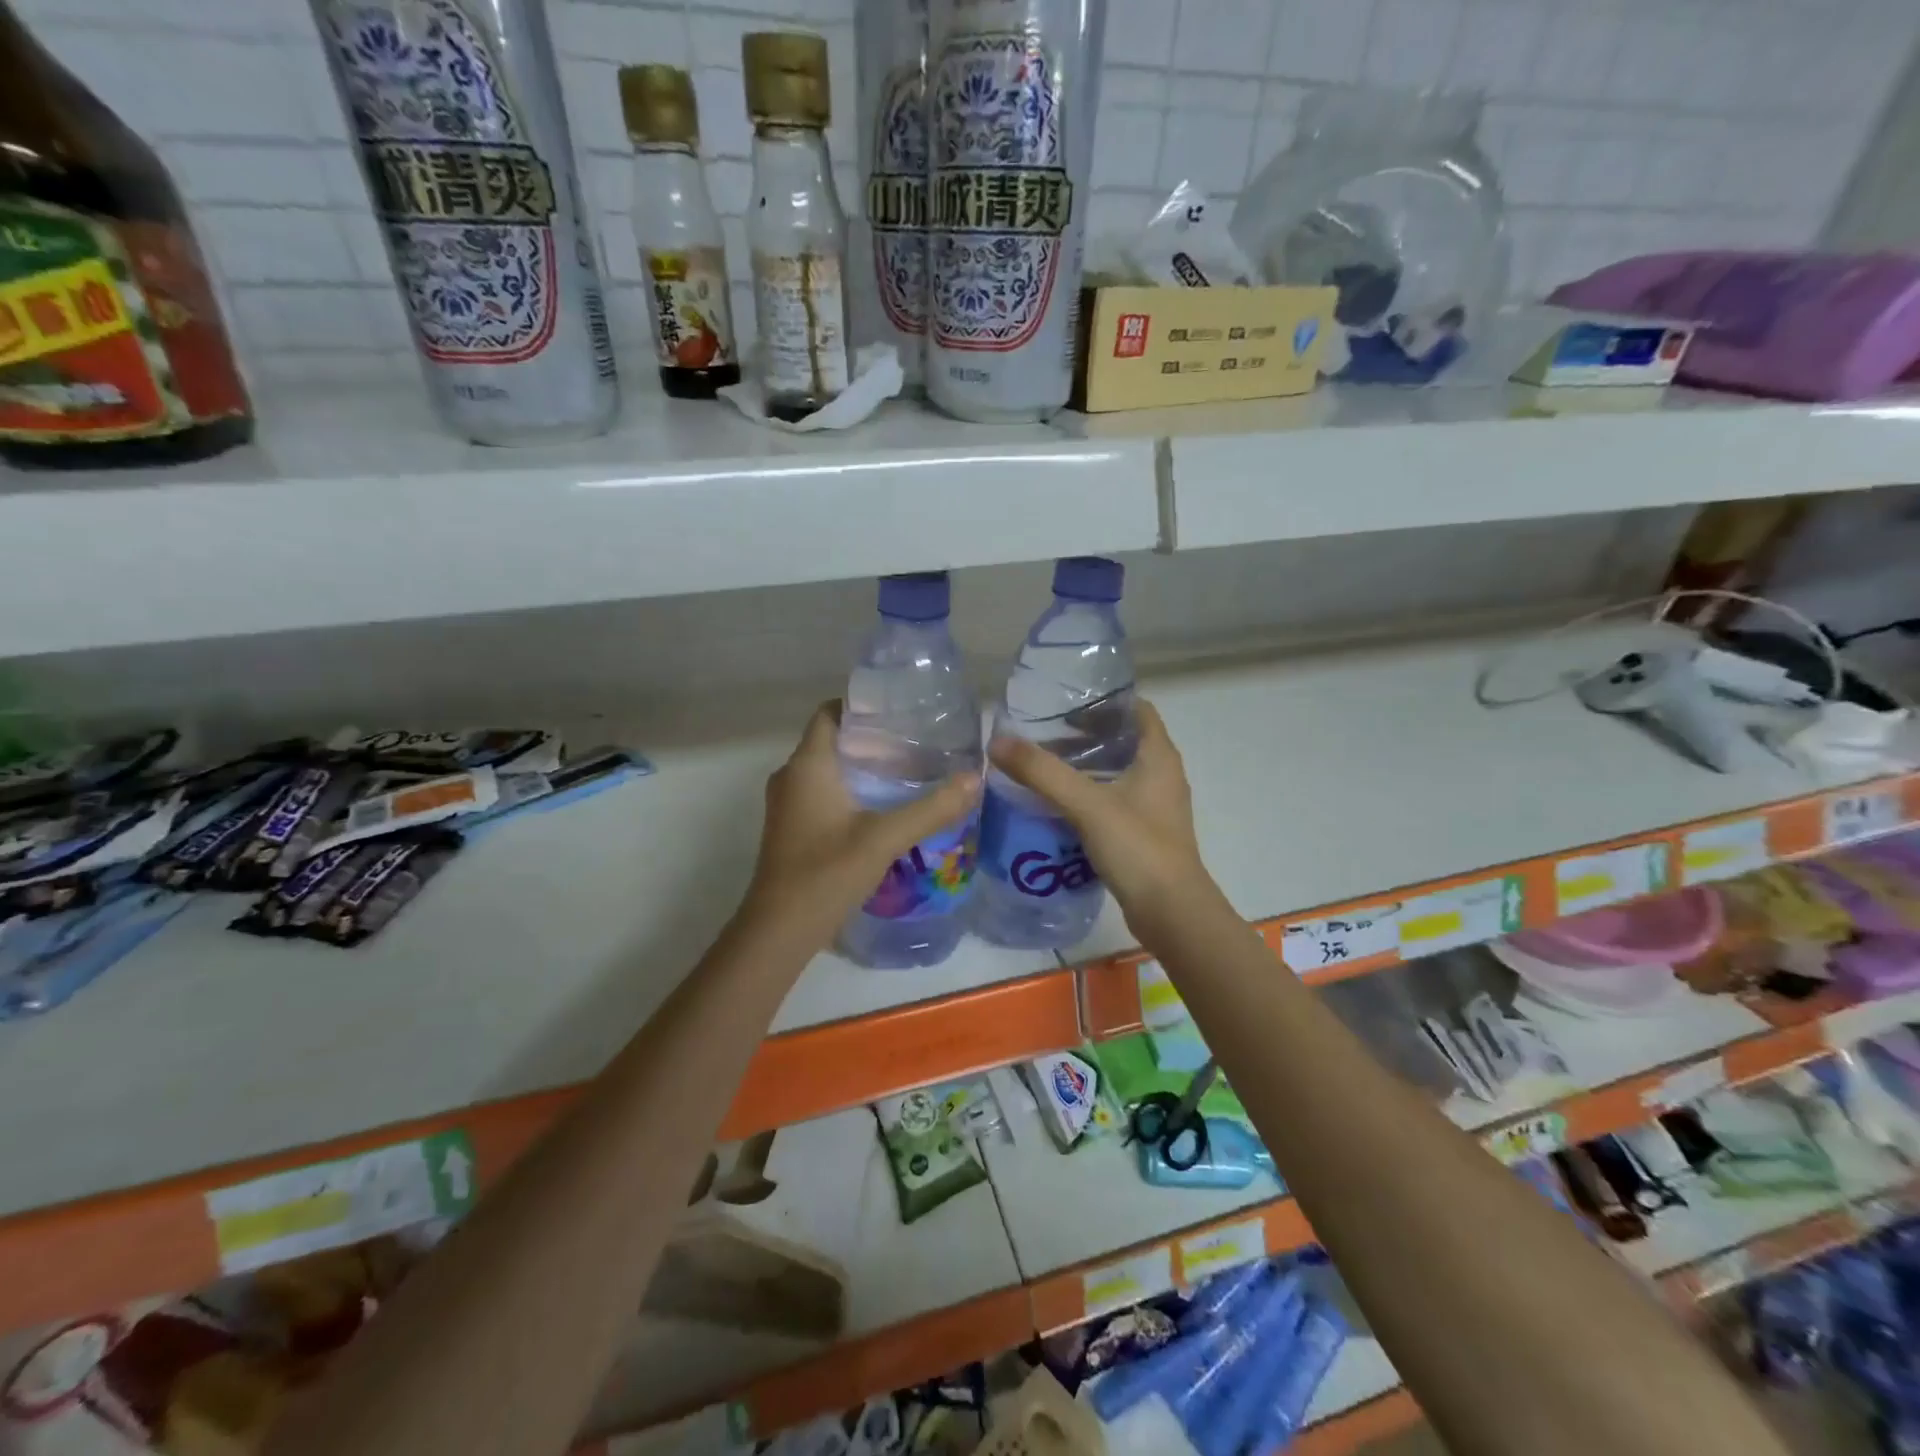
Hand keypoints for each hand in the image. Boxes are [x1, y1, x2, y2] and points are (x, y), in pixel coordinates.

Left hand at [741, 702, 980, 950]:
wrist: (779, 931)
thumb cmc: (826, 873)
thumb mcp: (884, 838)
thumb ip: (931, 808)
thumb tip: (974, 778)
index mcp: (806, 765)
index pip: (830, 712)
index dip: (863, 705)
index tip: (902, 710)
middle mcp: (792, 776)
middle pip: (833, 740)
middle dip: (872, 738)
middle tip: (918, 741)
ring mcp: (789, 805)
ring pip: (829, 770)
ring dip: (864, 766)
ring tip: (910, 770)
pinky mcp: (793, 829)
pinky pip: (825, 794)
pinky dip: (853, 791)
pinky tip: (886, 807)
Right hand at [988, 699, 1219, 942]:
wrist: (1172, 913)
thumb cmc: (1138, 848)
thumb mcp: (1087, 804)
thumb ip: (1042, 772)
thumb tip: (997, 742)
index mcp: (1159, 757)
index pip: (1137, 709)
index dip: (1104, 701)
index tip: (1065, 703)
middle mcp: (1162, 776)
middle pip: (1124, 740)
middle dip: (1086, 734)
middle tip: (1043, 734)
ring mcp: (1155, 807)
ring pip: (1118, 773)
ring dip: (1085, 766)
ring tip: (1044, 766)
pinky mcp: (1145, 834)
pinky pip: (1114, 802)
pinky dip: (1088, 796)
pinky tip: (1057, 806)